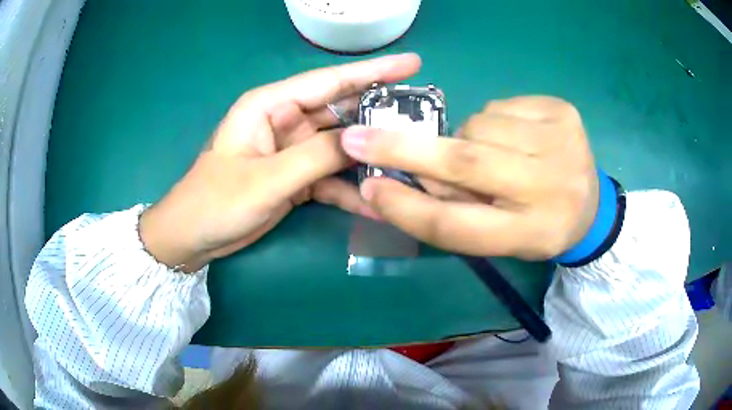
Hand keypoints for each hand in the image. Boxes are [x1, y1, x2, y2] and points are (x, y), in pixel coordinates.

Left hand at [139, 54, 421, 270]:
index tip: (413, 64)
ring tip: (410, 163)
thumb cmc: (215, 201)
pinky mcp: (296, 177)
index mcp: (271, 105)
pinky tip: (376, 203)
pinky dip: (351, 189)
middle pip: (342, 112)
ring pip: (341, 146)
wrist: (193, 237)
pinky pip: (331, 177)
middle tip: (424, 119)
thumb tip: (364, 141)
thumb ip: (316, 157)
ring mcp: (293, 151)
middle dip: (380, 116)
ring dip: (370, 156)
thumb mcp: (265, 179)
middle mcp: (286, 120)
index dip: (374, 72)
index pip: (330, 81)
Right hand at [341, 96, 598, 260]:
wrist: (592, 204)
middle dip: (405, 148)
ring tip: (489, 155)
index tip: (369, 188)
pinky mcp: (562, 111)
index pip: (457, 224)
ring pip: (477, 125)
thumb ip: (454, 212)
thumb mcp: (499, 237)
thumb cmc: (539, 226)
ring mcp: (561, 140)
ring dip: (465, 138)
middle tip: (361, 138)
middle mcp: (550, 186)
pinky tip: (513, 138)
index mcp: (532, 233)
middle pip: (464, 161)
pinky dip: (491, 122)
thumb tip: (406, 176)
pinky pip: (499, 107)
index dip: (407, 207)